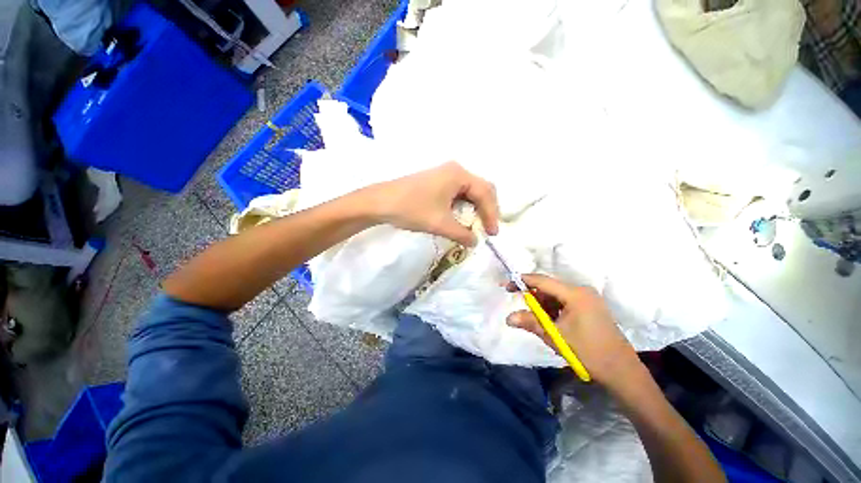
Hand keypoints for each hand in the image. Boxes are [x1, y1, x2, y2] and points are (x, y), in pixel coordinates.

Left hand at [364, 162, 499, 245]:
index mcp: (459, 175)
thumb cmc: (412, 209)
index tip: (492, 234)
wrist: (380, 202)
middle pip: (480, 189)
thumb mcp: (440, 223)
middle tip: (487, 228)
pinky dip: (463, 207)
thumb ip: (462, 234)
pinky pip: (457, 194)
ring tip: (475, 226)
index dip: (492, 214)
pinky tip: (460, 219)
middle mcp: (455, 171)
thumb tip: (475, 242)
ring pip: (469, 192)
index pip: (485, 192)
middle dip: (486, 210)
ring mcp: (444, 175)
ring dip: (475, 209)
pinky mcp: (436, 182)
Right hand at [506, 274, 641, 387]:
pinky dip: (553, 309)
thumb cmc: (587, 351)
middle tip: (519, 306)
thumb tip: (508, 317)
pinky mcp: (590, 308)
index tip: (505, 285)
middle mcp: (582, 291)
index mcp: (575, 294)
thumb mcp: (554, 336)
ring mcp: (588, 299)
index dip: (522, 281)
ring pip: (556, 295)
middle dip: (532, 296)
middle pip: (549, 287)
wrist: (621, 372)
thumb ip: (530, 322)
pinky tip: (550, 322)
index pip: (542, 281)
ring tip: (536, 320)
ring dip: (543, 305)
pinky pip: (565, 302)